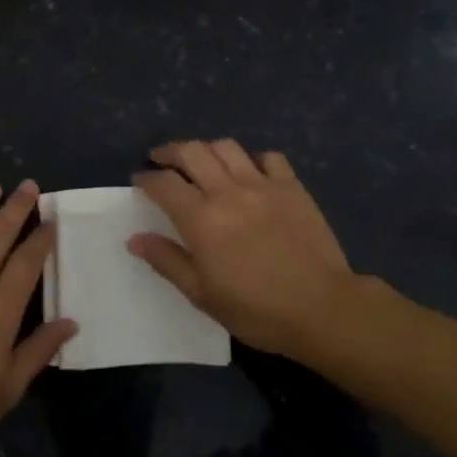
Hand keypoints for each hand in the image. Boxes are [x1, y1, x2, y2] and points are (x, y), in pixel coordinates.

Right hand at [129, 140, 355, 359]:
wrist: (321, 308)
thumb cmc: (255, 309)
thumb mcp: (201, 294)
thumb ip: (167, 261)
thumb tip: (135, 238)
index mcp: (201, 219)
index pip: (164, 184)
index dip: (146, 179)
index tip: (139, 181)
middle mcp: (228, 192)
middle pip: (192, 152)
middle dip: (170, 152)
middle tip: (161, 159)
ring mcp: (263, 185)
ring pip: (227, 147)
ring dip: (207, 149)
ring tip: (202, 162)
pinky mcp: (292, 187)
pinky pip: (269, 157)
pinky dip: (252, 159)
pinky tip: (250, 172)